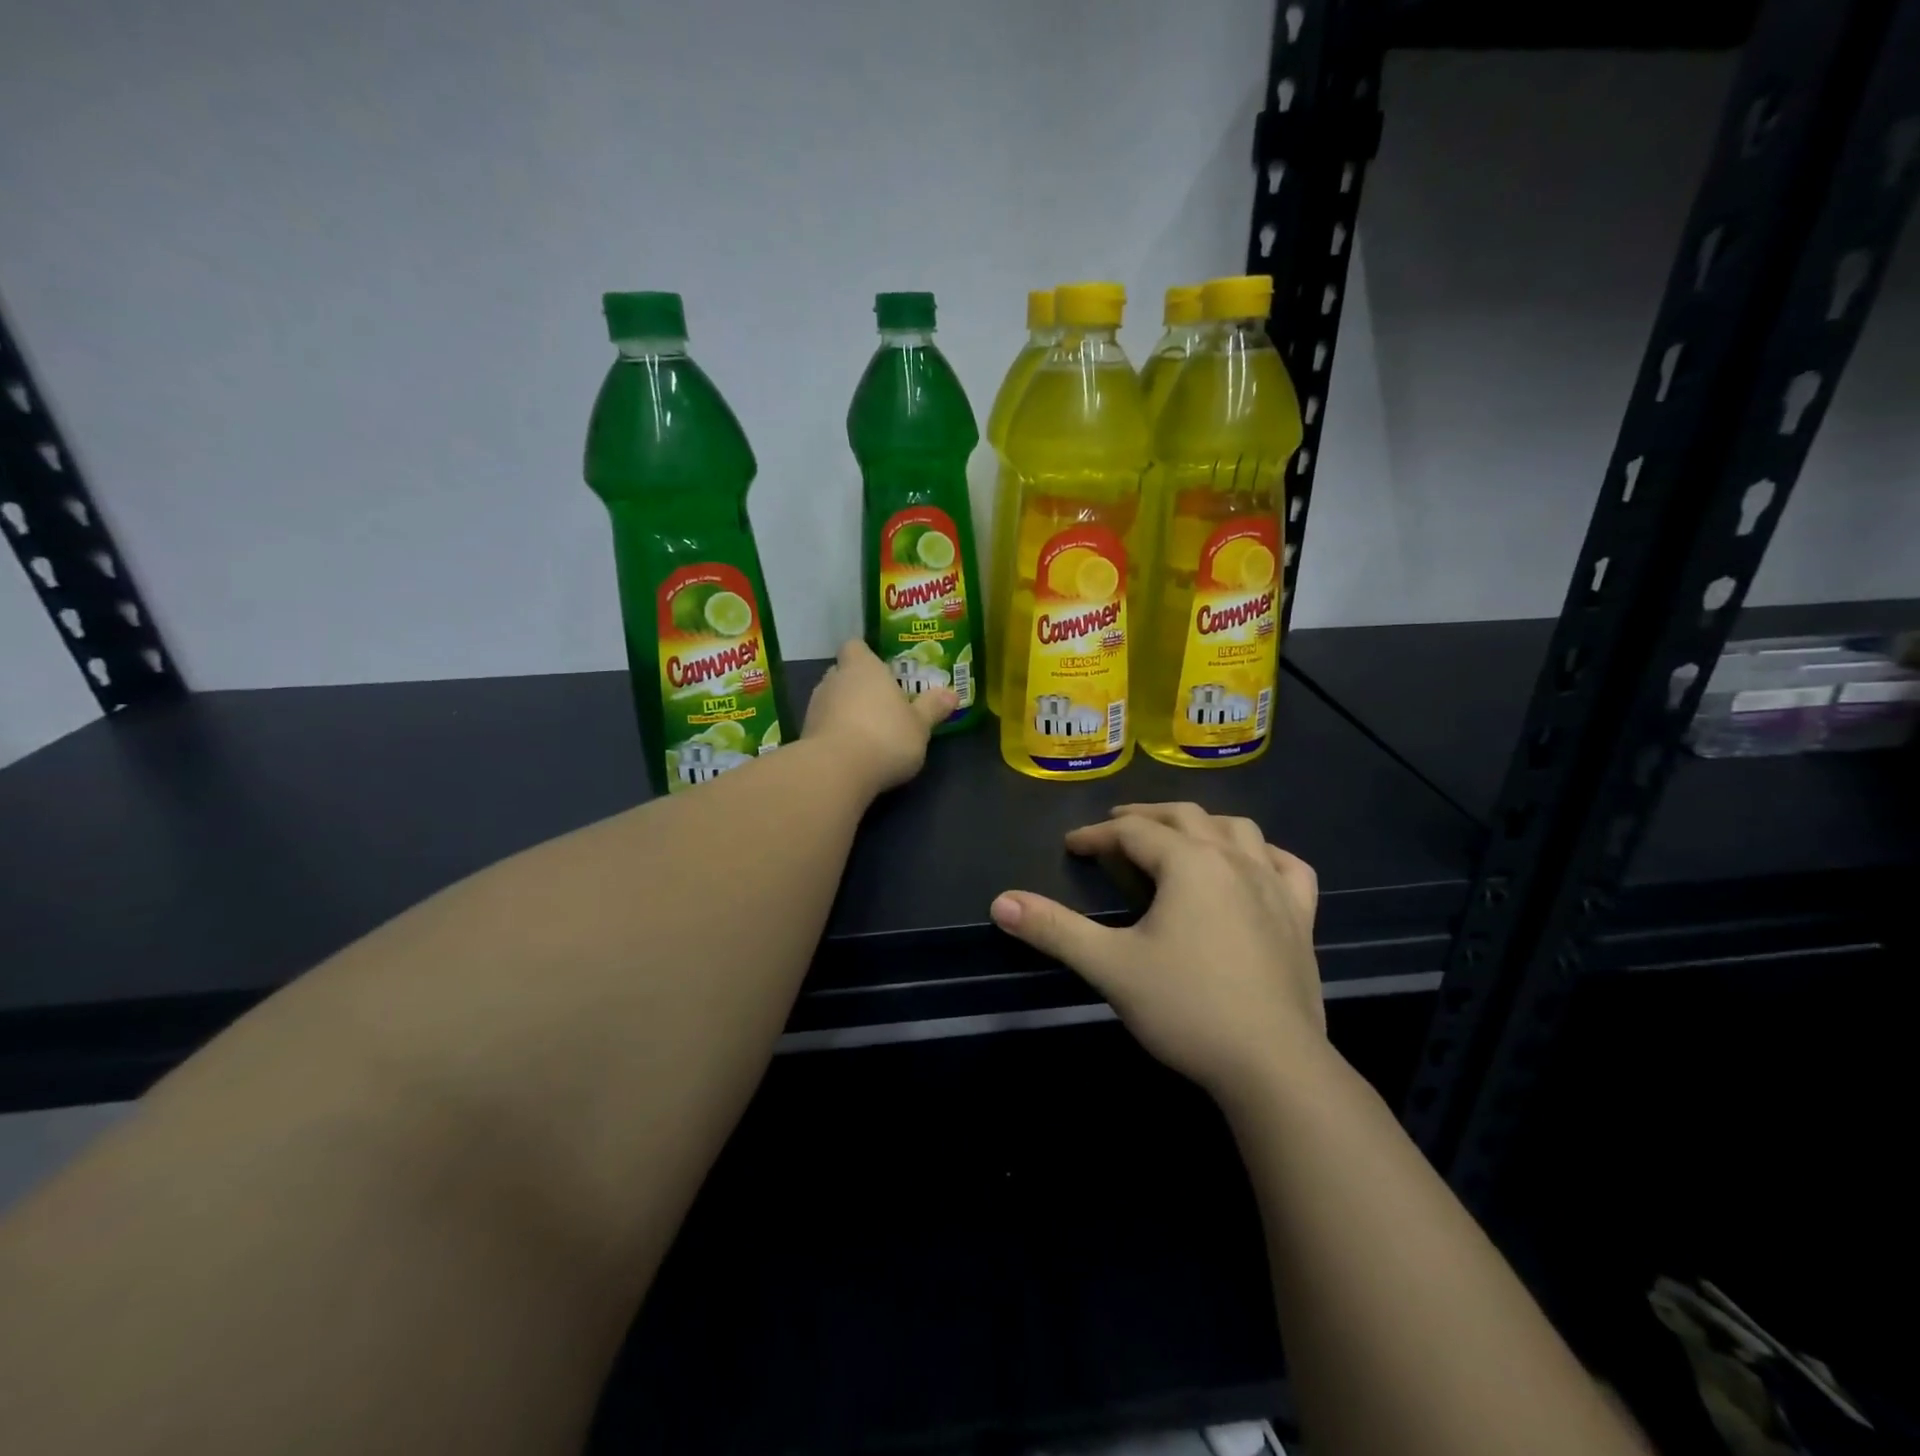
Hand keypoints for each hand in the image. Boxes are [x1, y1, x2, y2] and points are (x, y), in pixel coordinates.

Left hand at [803, 640, 956, 795]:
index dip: (865, 656)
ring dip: (845, 710)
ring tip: (868, 730)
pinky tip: (852, 751)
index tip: (881, 670)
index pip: (855, 647)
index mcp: (863, 667)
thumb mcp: (920, 725)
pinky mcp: (805, 734)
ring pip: (832, 699)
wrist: (837, 771)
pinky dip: (835, 733)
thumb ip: (932, 707)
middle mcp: (834, 679)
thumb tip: (951, 693)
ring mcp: (815, 707)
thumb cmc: (886, 736)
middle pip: (843, 673)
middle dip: (859, 685)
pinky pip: (824, 725)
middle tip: (881, 702)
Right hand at [990, 803, 1323, 1103]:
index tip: (1071, 847)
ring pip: (1237, 829)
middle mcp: (1233, 860)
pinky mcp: (1301, 917)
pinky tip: (1255, 864)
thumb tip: (1000, 902)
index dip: (1096, 836)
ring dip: (1202, 824)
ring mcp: (1274, 886)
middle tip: (1115, 828)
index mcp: (1188, 863)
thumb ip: (1054, 930)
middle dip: (1144, 818)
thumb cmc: (1187, 1008)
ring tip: (1179, 837)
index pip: (1132, 833)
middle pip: (1184, 817)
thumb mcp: (1110, 966)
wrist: (1274, 1065)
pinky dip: (1264, 854)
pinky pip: (1287, 866)